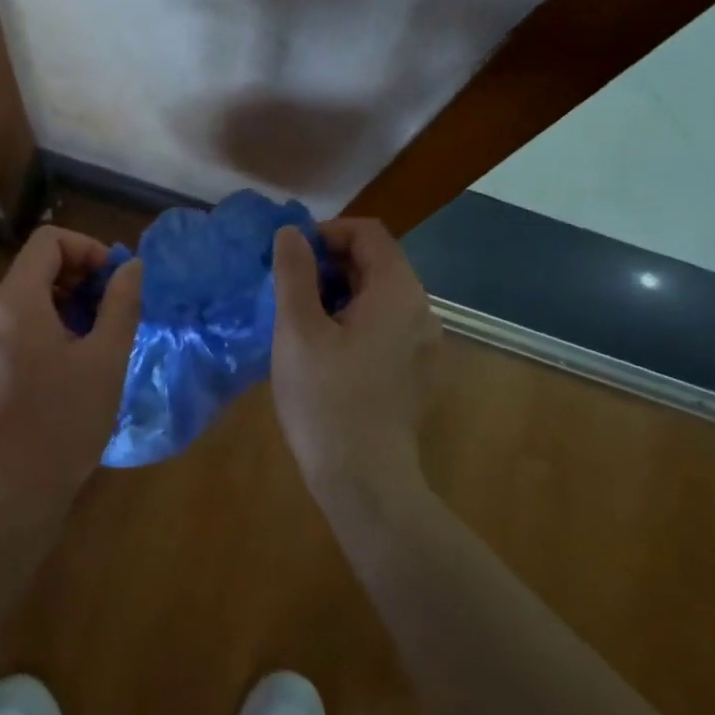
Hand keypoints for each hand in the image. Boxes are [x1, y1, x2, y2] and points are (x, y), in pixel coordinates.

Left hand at [0, 226, 143, 505]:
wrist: (14, 492)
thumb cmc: (64, 421)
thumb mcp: (105, 358)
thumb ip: (120, 303)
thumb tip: (132, 267)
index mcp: (15, 302)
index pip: (48, 241)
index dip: (88, 248)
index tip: (114, 281)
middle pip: (37, 265)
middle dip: (81, 275)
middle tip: (114, 308)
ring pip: (30, 295)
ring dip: (69, 301)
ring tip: (101, 335)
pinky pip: (20, 323)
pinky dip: (52, 323)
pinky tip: (78, 359)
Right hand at [269, 218, 440, 504]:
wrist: (366, 482)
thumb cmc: (326, 399)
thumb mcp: (297, 329)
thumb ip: (294, 273)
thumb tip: (291, 232)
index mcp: (398, 291)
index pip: (368, 232)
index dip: (326, 234)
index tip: (292, 260)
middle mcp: (422, 309)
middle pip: (376, 262)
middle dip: (329, 266)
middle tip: (290, 294)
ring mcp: (424, 343)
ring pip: (378, 295)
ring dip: (339, 294)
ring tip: (302, 324)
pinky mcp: (418, 371)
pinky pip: (385, 325)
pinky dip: (355, 321)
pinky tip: (326, 353)